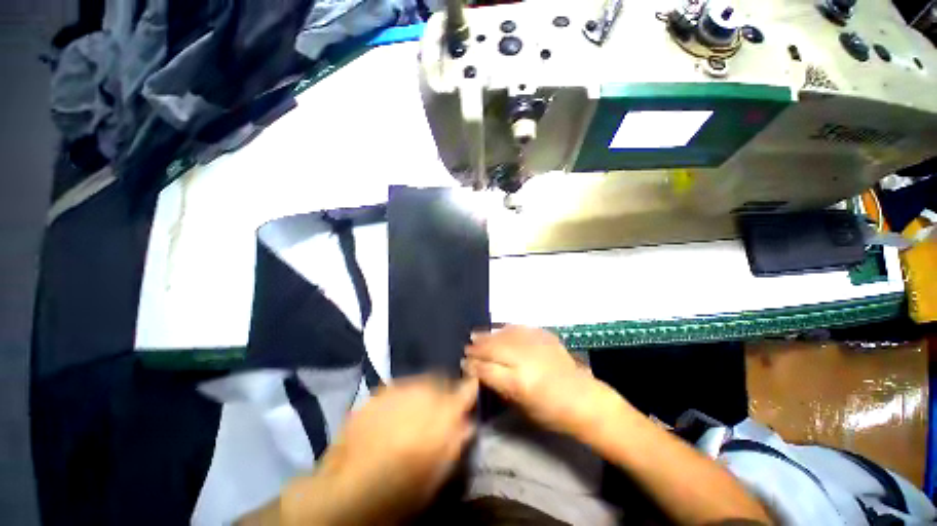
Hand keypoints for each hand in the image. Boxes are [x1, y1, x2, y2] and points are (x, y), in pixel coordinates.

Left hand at [280, 376, 477, 525]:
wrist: (347, 492)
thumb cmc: (399, 490)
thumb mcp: (437, 473)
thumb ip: (455, 442)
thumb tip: (468, 423)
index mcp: (442, 415)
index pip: (465, 390)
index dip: (470, 388)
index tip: (471, 388)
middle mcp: (423, 394)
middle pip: (441, 380)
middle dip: (444, 390)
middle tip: (439, 406)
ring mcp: (398, 390)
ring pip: (420, 380)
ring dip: (423, 390)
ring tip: (415, 409)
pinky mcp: (378, 393)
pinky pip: (399, 386)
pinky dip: (403, 395)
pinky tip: (395, 412)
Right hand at [462, 326, 616, 435]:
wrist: (584, 399)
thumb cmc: (552, 413)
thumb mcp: (522, 407)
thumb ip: (500, 386)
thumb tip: (481, 372)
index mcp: (519, 383)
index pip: (488, 369)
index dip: (473, 365)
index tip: (464, 362)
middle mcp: (525, 360)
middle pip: (494, 348)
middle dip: (477, 348)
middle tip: (467, 347)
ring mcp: (535, 345)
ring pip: (504, 335)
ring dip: (488, 335)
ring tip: (476, 335)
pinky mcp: (544, 336)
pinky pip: (520, 329)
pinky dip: (506, 329)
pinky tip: (499, 330)